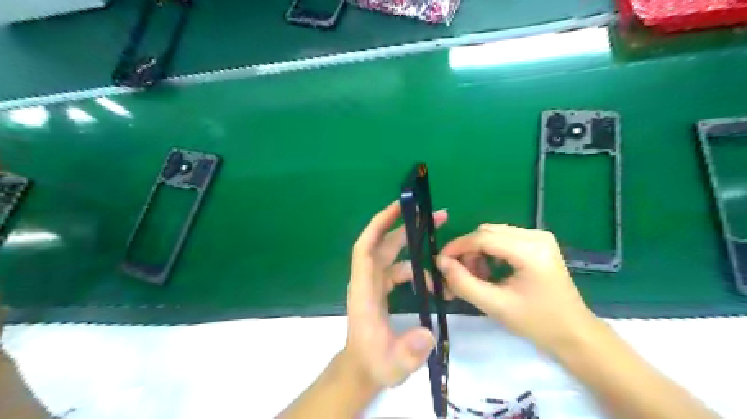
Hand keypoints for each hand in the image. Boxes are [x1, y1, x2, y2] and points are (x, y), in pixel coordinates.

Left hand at [346, 202, 445, 386]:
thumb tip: (428, 333)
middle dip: (407, 226)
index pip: (366, 248)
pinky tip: (433, 284)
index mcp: (364, 290)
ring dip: (415, 246)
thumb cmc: (374, 364)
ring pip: (393, 254)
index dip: (379, 224)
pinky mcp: (382, 289)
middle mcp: (367, 280)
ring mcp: (375, 284)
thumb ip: (409, 351)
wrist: (363, 370)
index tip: (400, 207)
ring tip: (442, 245)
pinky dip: (416, 270)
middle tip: (437, 216)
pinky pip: (399, 269)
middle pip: (383, 243)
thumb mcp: (393, 364)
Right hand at [439, 224, 599, 351]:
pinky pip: (504, 240)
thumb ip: (463, 283)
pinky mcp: (538, 243)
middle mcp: (536, 235)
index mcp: (530, 250)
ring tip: (475, 277)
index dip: (457, 247)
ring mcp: (539, 237)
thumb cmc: (537, 323)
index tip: (439, 262)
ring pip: (493, 234)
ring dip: (477, 253)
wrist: (574, 334)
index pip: (482, 237)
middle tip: (457, 275)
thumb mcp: (495, 305)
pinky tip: (489, 272)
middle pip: (487, 232)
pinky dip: (490, 253)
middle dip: (467, 251)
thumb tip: (440, 263)